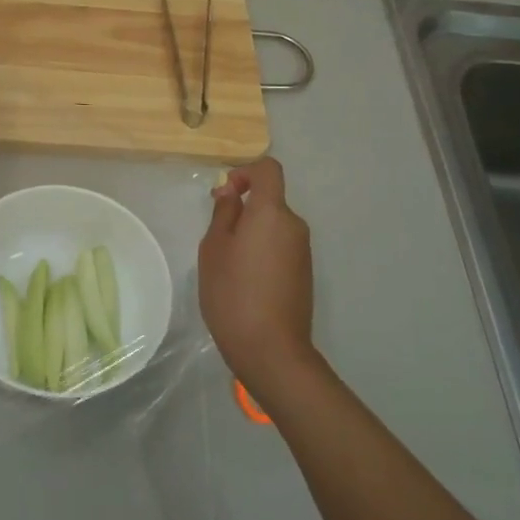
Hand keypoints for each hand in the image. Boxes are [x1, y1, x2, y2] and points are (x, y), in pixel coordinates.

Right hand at [198, 158, 315, 396]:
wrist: (271, 349)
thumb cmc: (233, 292)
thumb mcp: (214, 248)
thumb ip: (224, 213)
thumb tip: (232, 192)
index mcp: (272, 212)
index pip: (269, 169)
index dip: (245, 172)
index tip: (225, 195)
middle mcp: (294, 225)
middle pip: (270, 200)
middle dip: (244, 209)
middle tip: (216, 238)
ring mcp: (303, 251)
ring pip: (274, 226)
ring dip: (252, 233)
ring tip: (228, 265)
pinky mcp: (304, 273)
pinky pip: (281, 247)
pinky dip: (263, 252)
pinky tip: (246, 282)